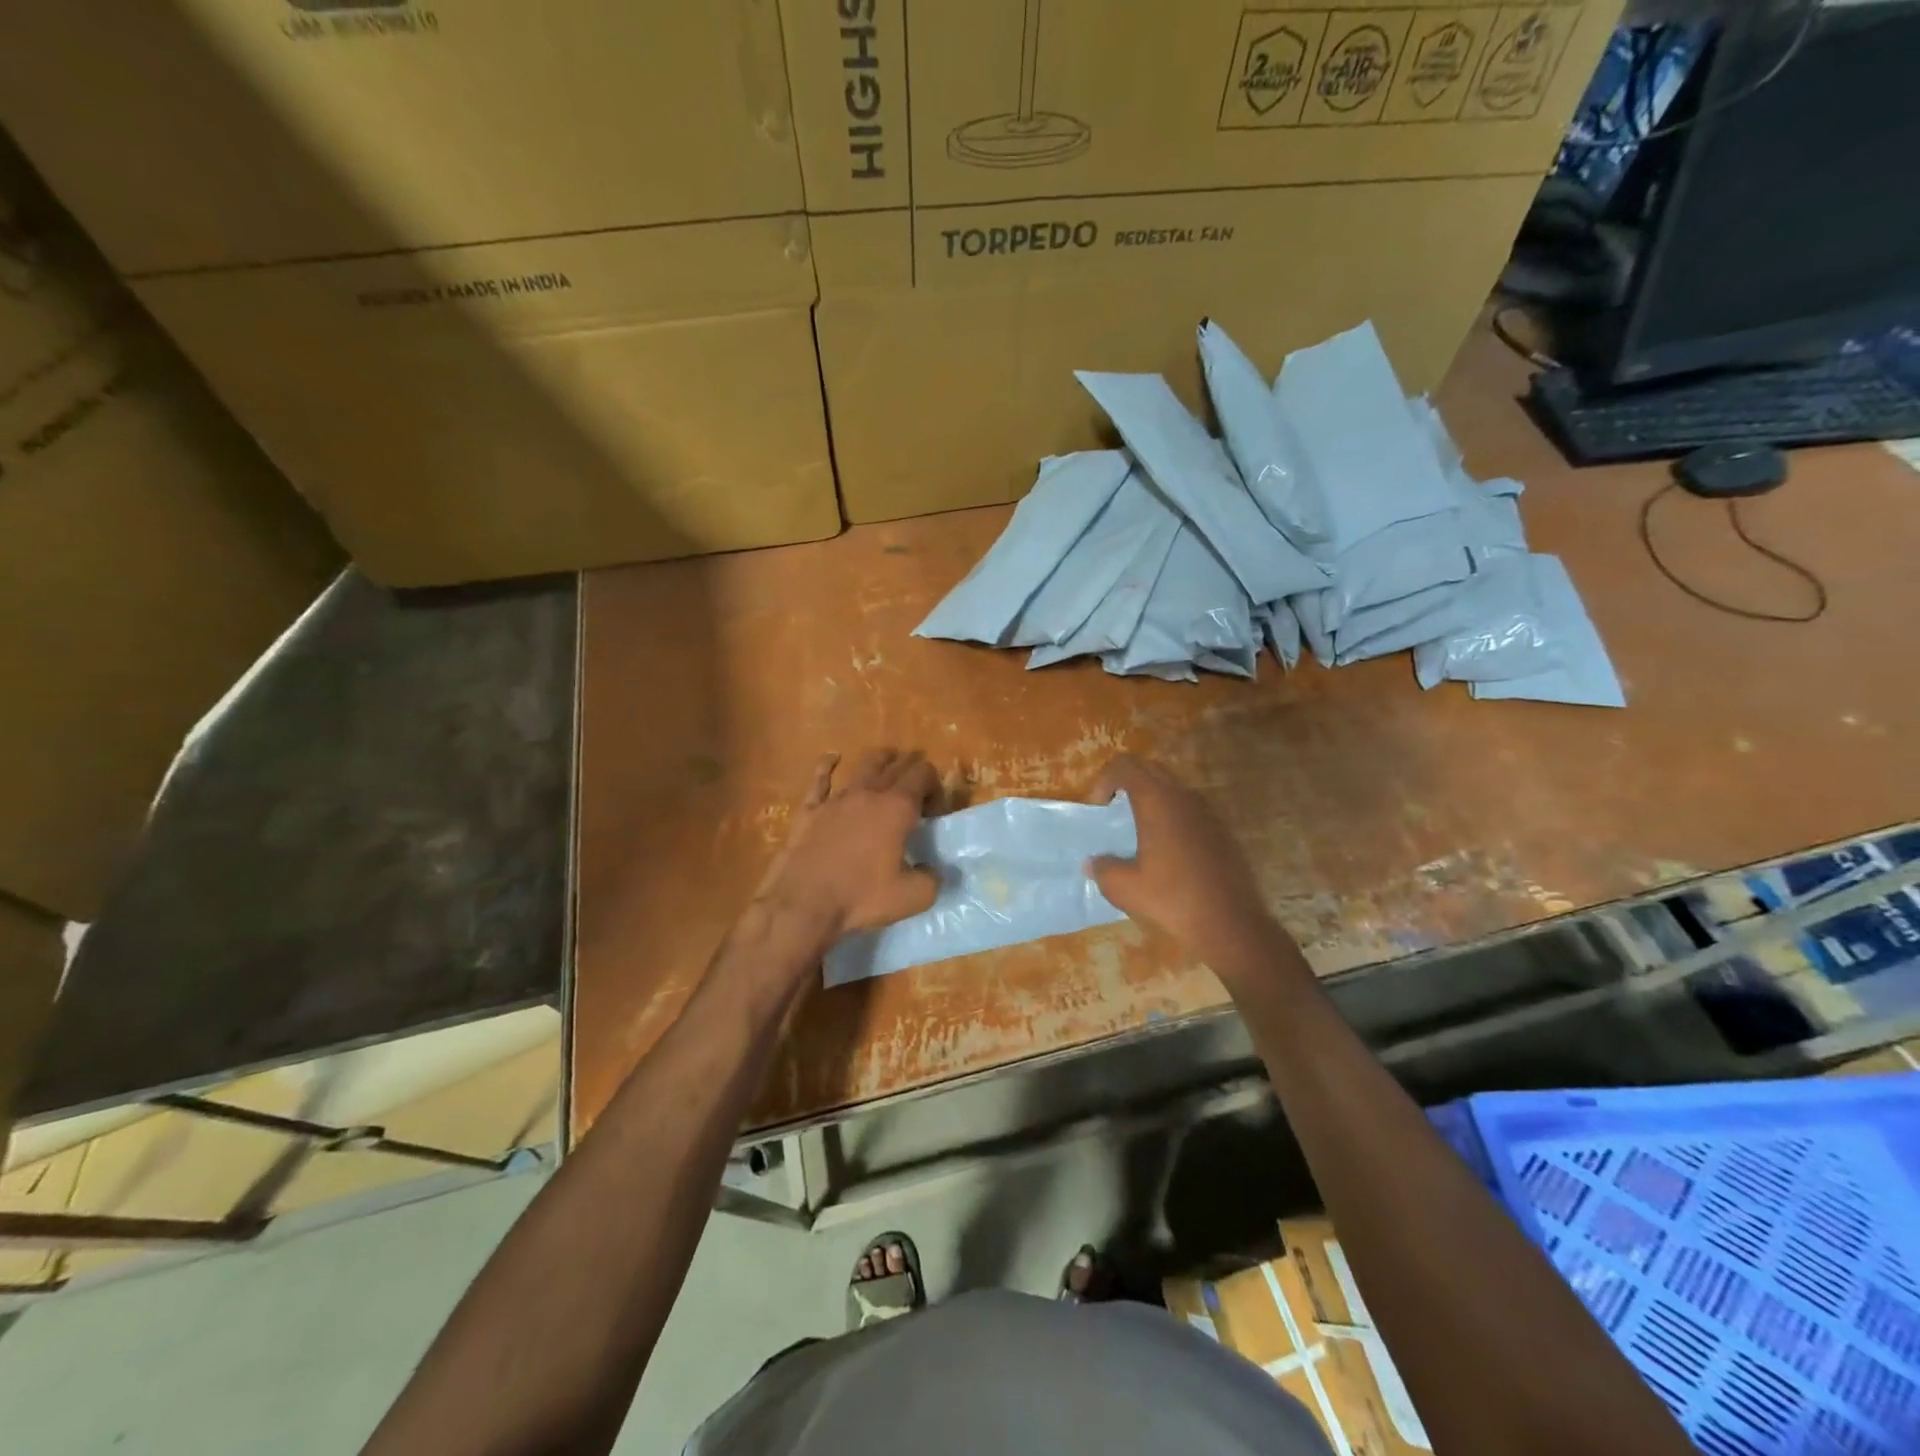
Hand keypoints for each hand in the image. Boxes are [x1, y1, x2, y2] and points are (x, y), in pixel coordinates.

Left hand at [752, 750, 939, 952]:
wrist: (804, 902)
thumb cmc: (862, 897)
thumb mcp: (913, 896)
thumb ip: (932, 879)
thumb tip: (933, 870)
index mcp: (898, 807)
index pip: (923, 775)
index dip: (934, 784)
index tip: (934, 808)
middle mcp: (869, 793)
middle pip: (896, 765)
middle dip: (911, 767)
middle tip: (917, 783)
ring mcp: (837, 798)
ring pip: (863, 765)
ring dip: (880, 760)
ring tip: (888, 761)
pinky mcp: (811, 808)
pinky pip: (820, 778)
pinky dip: (828, 764)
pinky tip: (832, 758)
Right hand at [1089, 755, 1287, 983]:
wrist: (1230, 923)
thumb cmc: (1172, 900)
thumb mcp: (1124, 888)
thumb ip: (1103, 869)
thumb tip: (1094, 863)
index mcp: (1157, 801)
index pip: (1125, 765)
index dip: (1104, 780)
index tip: (1099, 809)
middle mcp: (1183, 797)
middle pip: (1149, 769)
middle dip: (1125, 783)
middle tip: (1113, 811)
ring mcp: (1207, 812)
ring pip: (1172, 787)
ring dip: (1150, 798)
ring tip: (1138, 830)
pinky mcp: (1221, 830)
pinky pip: (1188, 808)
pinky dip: (1170, 815)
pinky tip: (1166, 850)